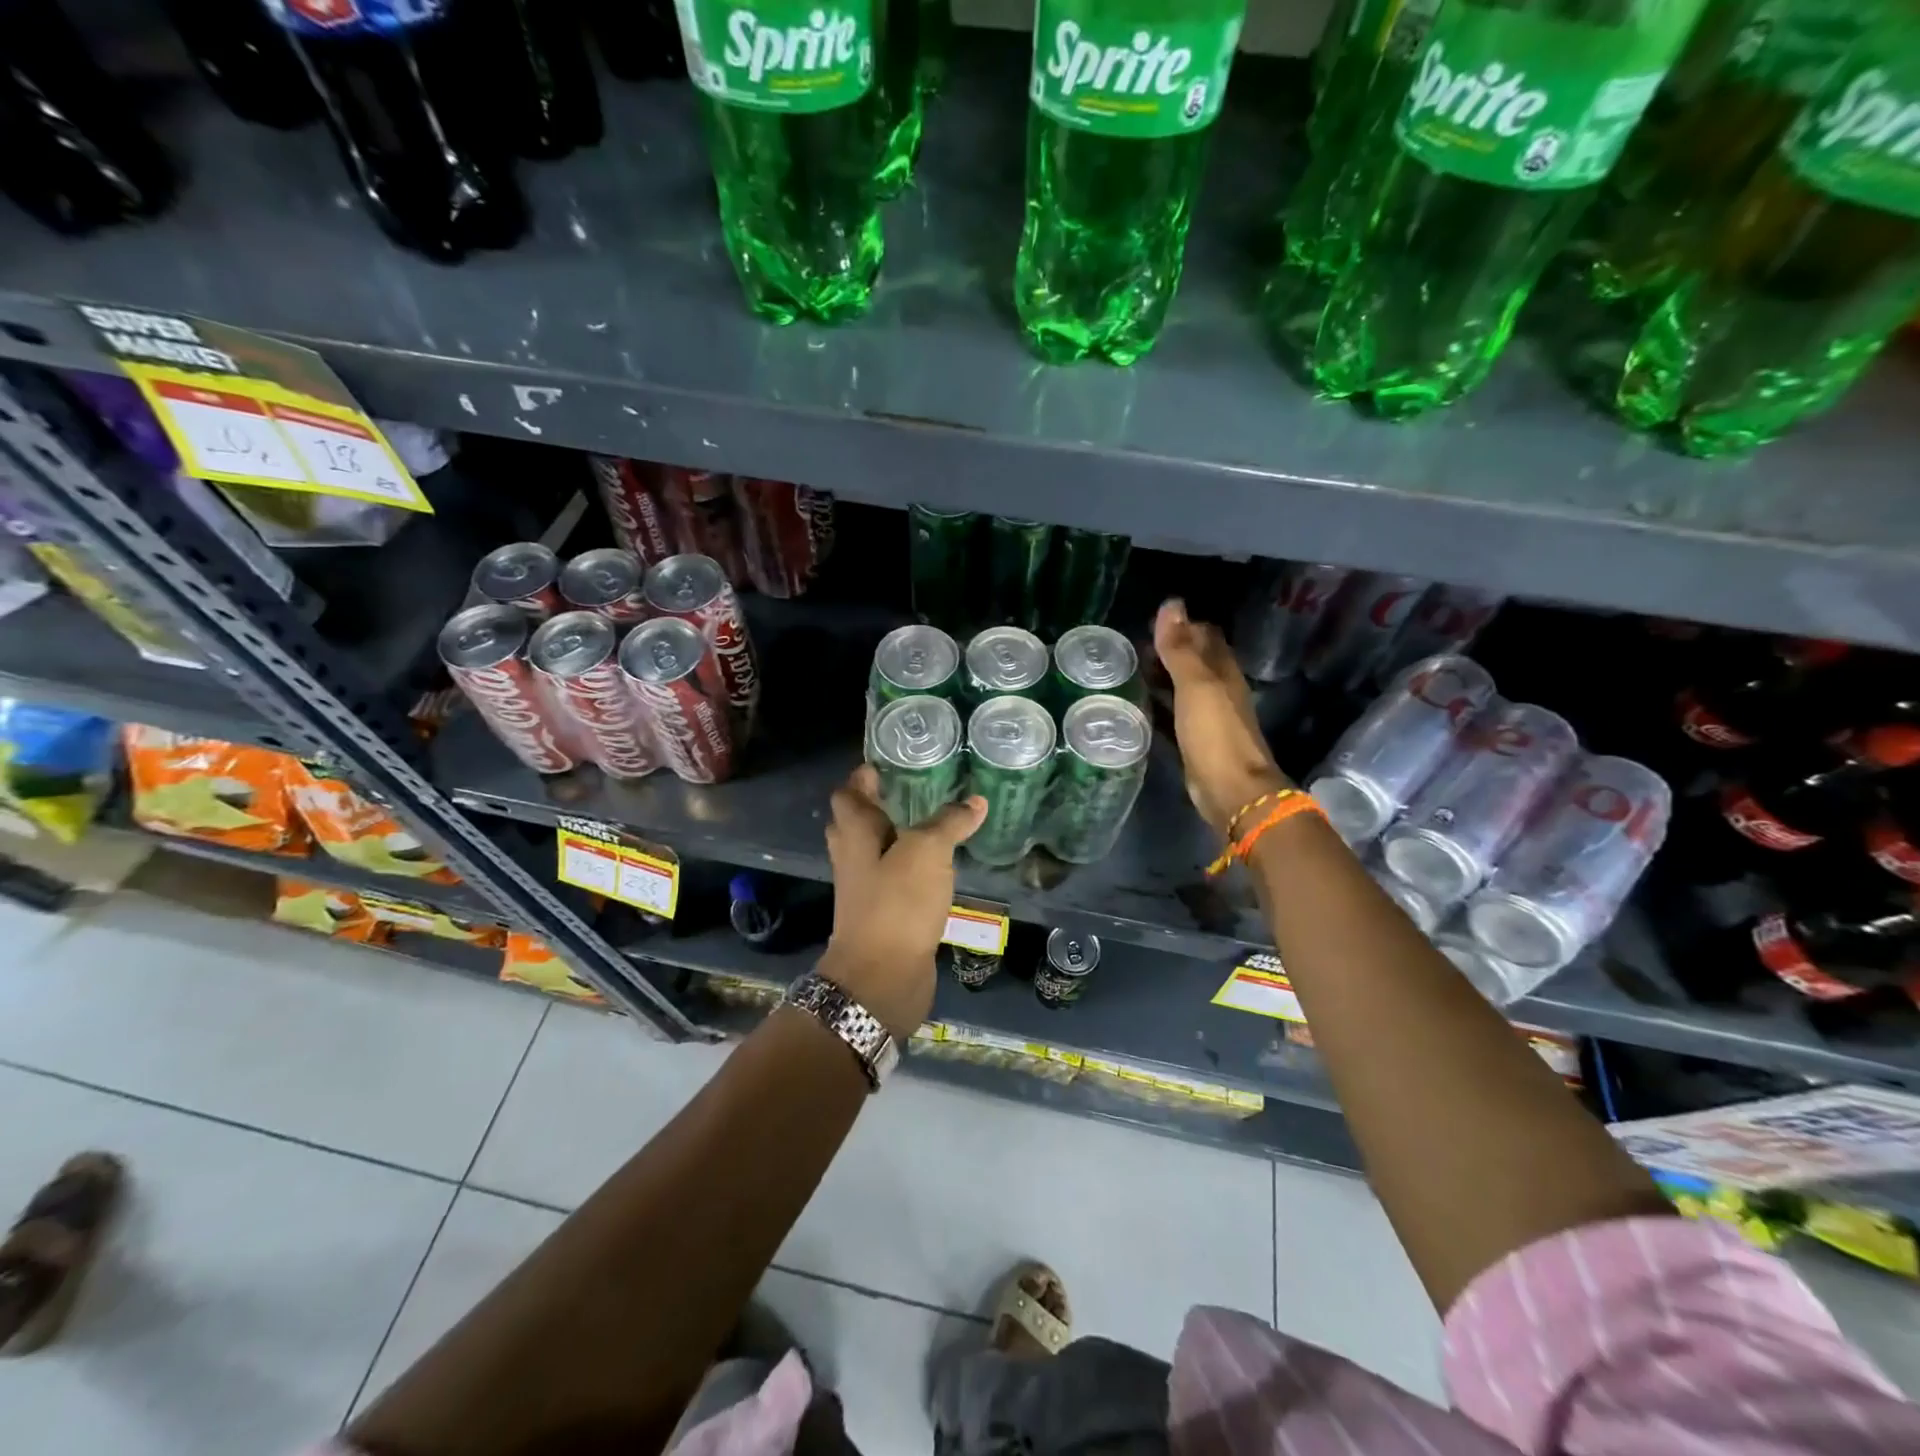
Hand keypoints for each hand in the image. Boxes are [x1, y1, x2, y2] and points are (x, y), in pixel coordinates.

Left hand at [820, 764, 985, 1039]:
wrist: (881, 978)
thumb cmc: (897, 903)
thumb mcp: (927, 852)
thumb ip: (949, 822)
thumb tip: (974, 800)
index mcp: (855, 833)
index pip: (849, 792)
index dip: (864, 775)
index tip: (890, 761)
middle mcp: (854, 857)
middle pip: (857, 821)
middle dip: (879, 803)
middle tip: (914, 788)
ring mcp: (866, 888)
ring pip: (877, 852)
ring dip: (898, 836)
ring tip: (933, 821)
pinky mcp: (884, 914)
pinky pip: (895, 880)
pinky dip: (912, 868)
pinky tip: (940, 865)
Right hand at [1152, 599, 1292, 836]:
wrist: (1231, 790)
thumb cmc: (1215, 733)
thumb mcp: (1195, 685)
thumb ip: (1180, 647)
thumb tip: (1171, 603)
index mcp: (1223, 671)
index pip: (1205, 635)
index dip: (1182, 626)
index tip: (1149, 625)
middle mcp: (1219, 690)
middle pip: (1194, 661)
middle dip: (1168, 651)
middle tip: (1132, 649)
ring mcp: (1209, 717)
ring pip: (1183, 687)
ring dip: (1161, 678)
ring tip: (1128, 673)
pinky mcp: (1196, 741)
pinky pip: (1175, 714)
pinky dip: (1159, 705)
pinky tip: (1137, 706)